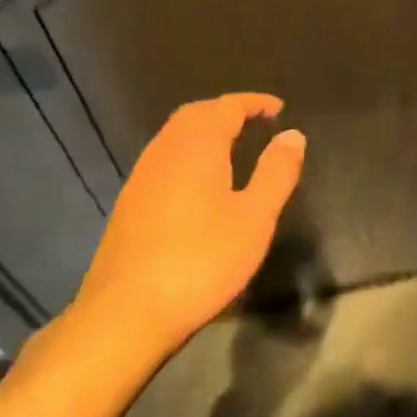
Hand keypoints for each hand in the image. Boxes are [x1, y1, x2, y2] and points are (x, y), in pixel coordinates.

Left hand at [64, 93, 303, 359]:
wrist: (124, 314)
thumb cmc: (200, 261)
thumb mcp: (255, 218)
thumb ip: (277, 172)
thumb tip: (292, 134)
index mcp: (198, 146)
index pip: (227, 106)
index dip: (254, 102)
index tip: (278, 108)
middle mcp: (165, 150)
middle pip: (196, 113)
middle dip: (226, 110)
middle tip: (254, 121)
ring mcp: (142, 177)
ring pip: (175, 135)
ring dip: (204, 130)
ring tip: (231, 146)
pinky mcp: (129, 204)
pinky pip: (163, 158)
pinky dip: (187, 152)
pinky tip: (198, 181)